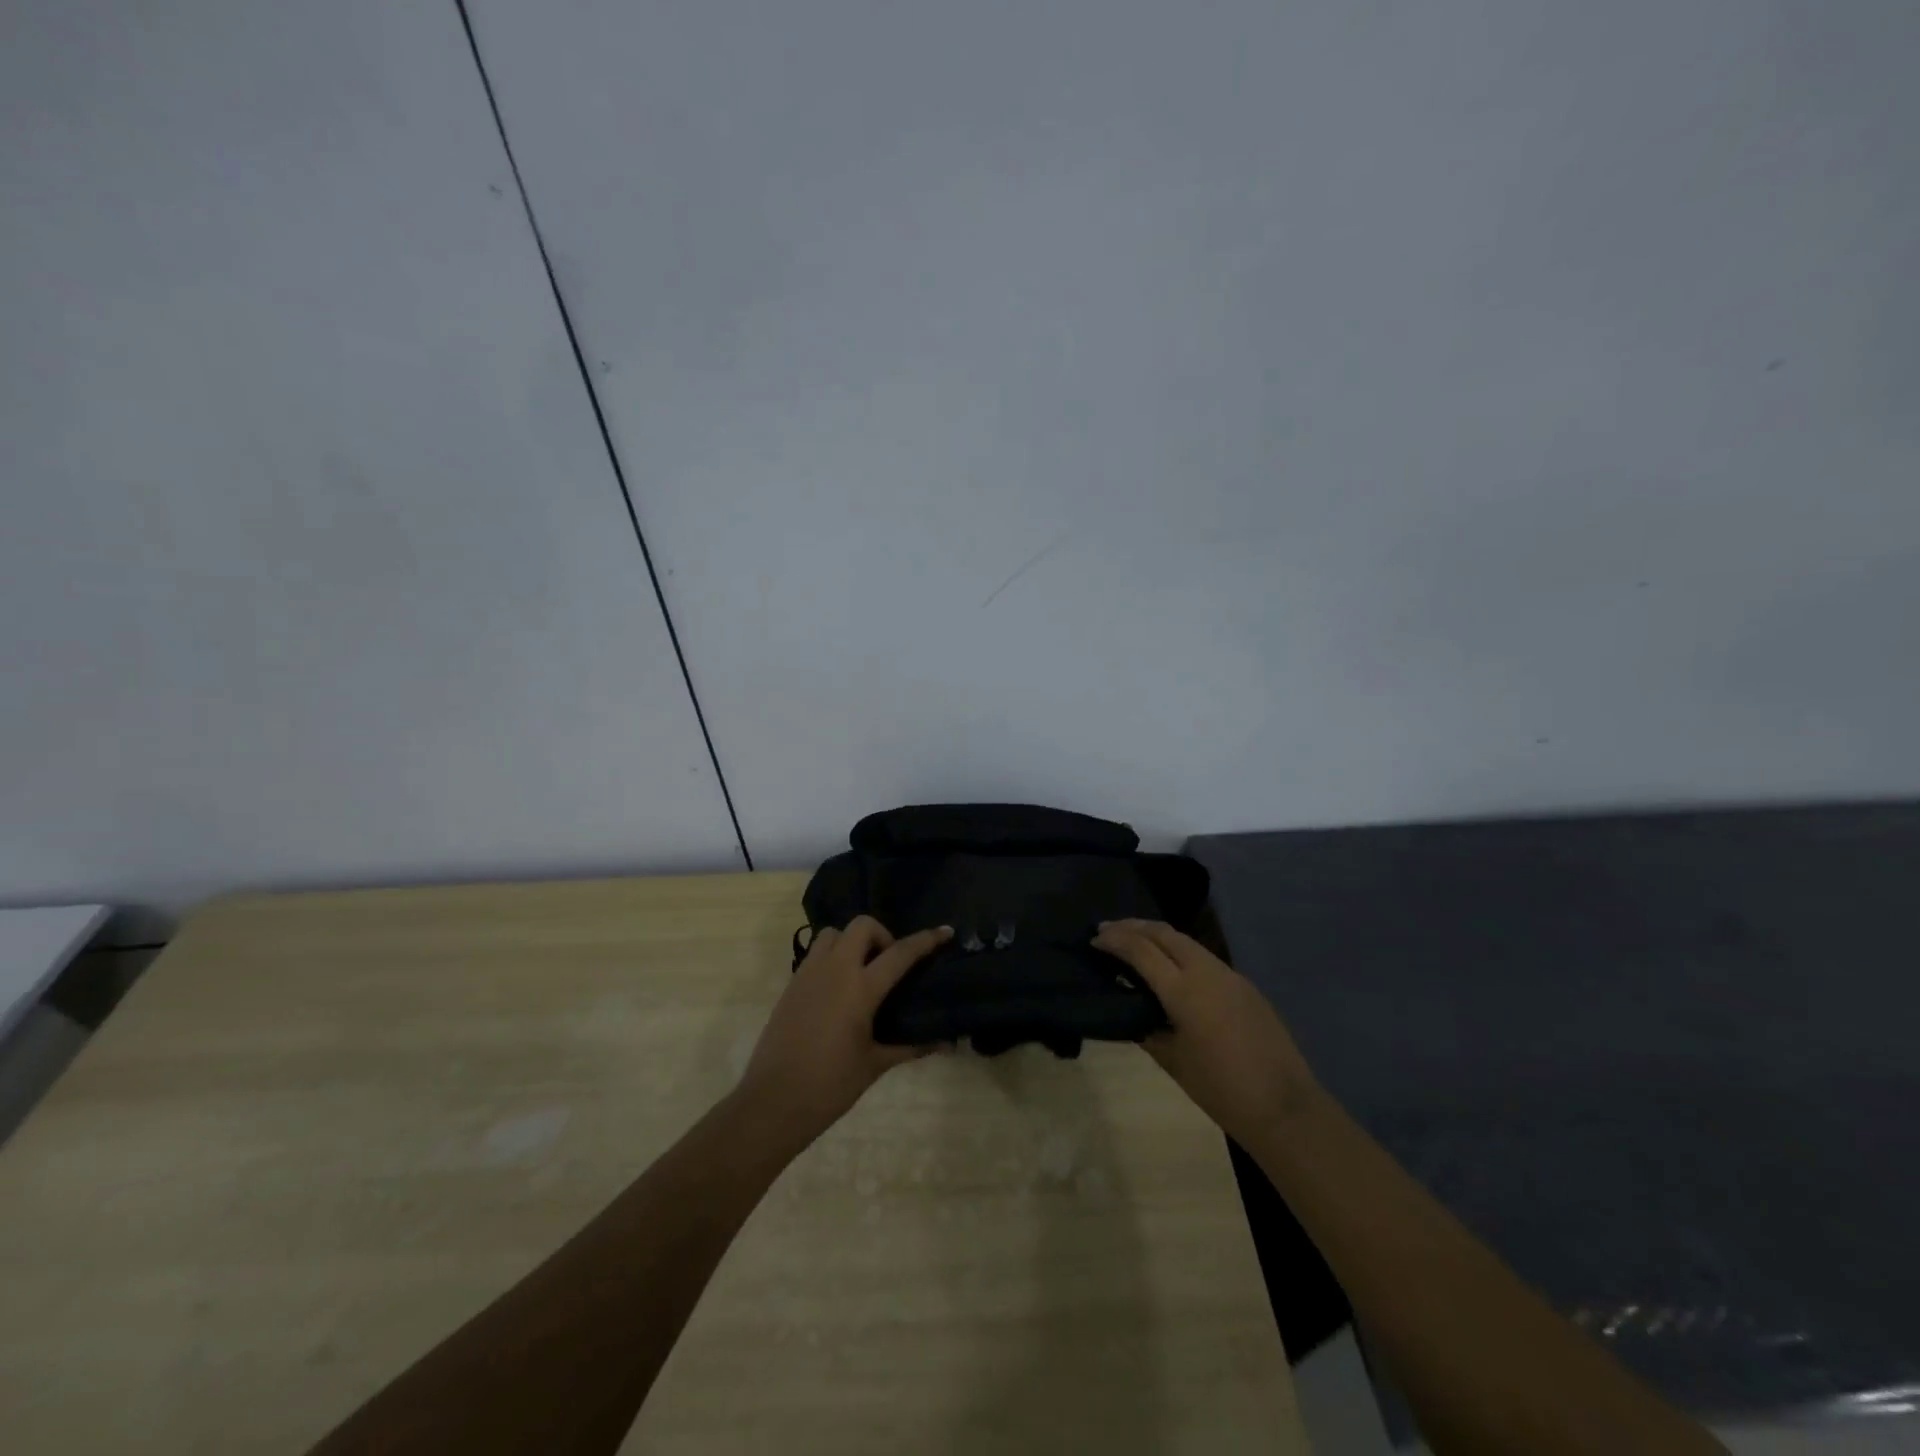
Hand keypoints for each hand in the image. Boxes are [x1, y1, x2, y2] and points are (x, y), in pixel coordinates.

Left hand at [736, 916, 952, 1146]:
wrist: (772, 1102)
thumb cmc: (830, 1085)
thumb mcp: (875, 1064)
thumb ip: (910, 1047)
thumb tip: (946, 1044)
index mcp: (860, 988)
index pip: (900, 953)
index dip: (925, 940)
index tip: (945, 931)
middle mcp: (835, 970)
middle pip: (862, 926)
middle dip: (882, 935)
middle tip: (890, 964)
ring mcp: (809, 974)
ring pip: (834, 934)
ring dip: (852, 942)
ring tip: (862, 971)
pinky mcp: (791, 985)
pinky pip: (816, 954)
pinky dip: (833, 957)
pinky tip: (839, 989)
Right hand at [1092, 919, 1320, 1142]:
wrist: (1284, 1107)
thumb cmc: (1221, 1090)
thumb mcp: (1173, 1062)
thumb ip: (1149, 1031)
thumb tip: (1135, 1014)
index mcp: (1184, 991)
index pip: (1141, 951)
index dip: (1115, 940)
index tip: (1094, 939)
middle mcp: (1206, 972)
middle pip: (1164, 933)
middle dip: (1134, 926)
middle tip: (1109, 929)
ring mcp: (1230, 976)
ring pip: (1186, 942)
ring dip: (1158, 936)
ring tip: (1136, 942)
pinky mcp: (1245, 986)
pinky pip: (1204, 958)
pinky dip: (1180, 953)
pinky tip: (1171, 969)